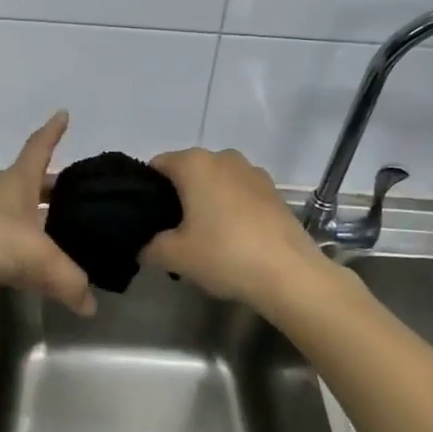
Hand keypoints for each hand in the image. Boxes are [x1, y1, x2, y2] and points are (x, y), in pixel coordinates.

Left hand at [0, 112, 95, 316]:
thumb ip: (67, 280)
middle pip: (33, 185)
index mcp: (18, 182)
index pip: (40, 148)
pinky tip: (42, 273)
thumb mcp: (35, 256)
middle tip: (82, 193)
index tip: (63, 114)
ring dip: (42, 223)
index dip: (53, 131)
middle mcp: (3, 197)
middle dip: (55, 187)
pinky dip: (28, 258)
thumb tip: (90, 304)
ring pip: (23, 219)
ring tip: (71, 235)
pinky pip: (11, 252)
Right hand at [141, 147, 327, 311]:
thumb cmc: (224, 254)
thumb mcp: (174, 256)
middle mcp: (223, 157)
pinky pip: (239, 193)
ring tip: (204, 237)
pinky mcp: (273, 191)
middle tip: (171, 233)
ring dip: (206, 201)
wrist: (289, 274)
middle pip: (188, 172)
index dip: (146, 191)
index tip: (146, 219)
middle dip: (177, 197)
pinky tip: (233, 239)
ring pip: (215, 181)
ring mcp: (252, 172)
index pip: (157, 166)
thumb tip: (143, 246)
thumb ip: (149, 247)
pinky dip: (231, 208)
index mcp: (194, 163)